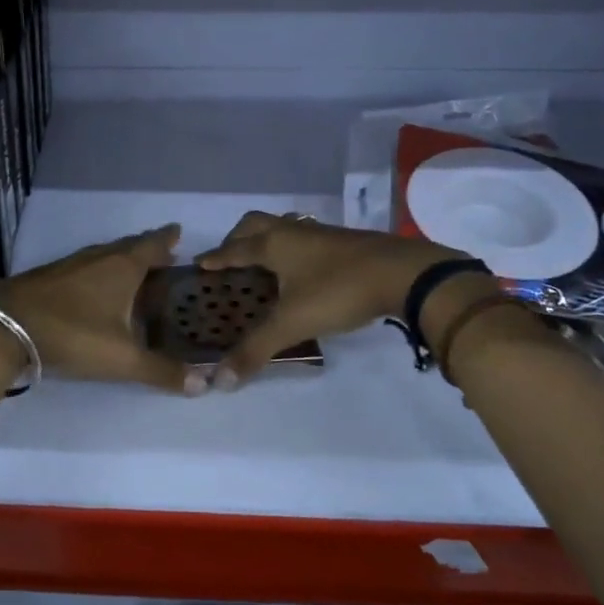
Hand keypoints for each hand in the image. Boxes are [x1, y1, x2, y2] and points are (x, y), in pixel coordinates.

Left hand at [0, 224, 202, 394]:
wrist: (3, 327)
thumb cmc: (72, 335)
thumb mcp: (122, 359)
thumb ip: (161, 371)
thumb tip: (205, 385)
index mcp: (122, 267)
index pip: (153, 244)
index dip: (168, 239)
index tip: (179, 231)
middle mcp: (98, 257)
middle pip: (129, 246)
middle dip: (148, 249)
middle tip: (165, 255)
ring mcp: (69, 264)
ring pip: (104, 255)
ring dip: (122, 259)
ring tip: (134, 271)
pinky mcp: (48, 276)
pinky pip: (84, 266)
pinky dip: (99, 271)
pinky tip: (95, 288)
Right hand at [195, 212, 485, 386]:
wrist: (403, 273)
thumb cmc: (338, 290)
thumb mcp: (292, 324)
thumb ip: (256, 350)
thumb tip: (220, 380)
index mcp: (273, 244)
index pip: (234, 248)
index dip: (216, 258)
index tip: (199, 264)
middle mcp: (293, 232)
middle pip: (256, 224)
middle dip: (238, 239)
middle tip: (230, 259)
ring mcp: (321, 234)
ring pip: (284, 227)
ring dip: (268, 240)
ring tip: (263, 263)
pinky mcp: (345, 242)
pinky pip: (306, 238)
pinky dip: (293, 249)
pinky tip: (303, 270)